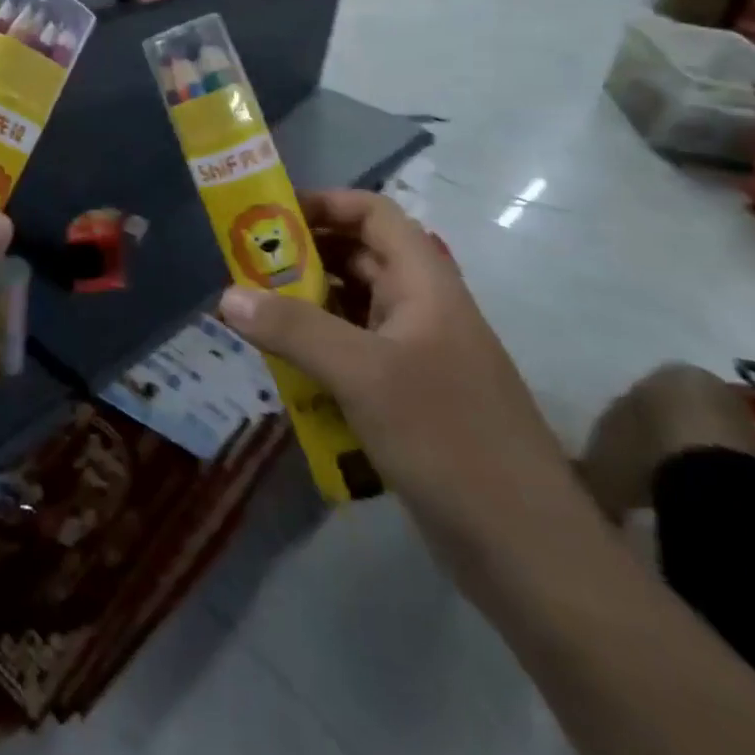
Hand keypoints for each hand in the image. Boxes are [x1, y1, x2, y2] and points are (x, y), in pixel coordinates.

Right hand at [216, 190, 574, 565]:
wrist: (528, 550)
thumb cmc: (448, 437)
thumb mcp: (363, 375)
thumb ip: (294, 329)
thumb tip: (227, 295)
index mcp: (425, 283)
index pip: (374, 214)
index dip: (325, 204)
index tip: (270, 217)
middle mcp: (422, 309)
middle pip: (358, 259)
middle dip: (302, 257)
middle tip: (245, 269)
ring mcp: (418, 356)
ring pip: (352, 310)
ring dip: (305, 308)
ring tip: (252, 316)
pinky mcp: (410, 399)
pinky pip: (354, 356)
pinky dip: (318, 353)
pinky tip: (284, 370)